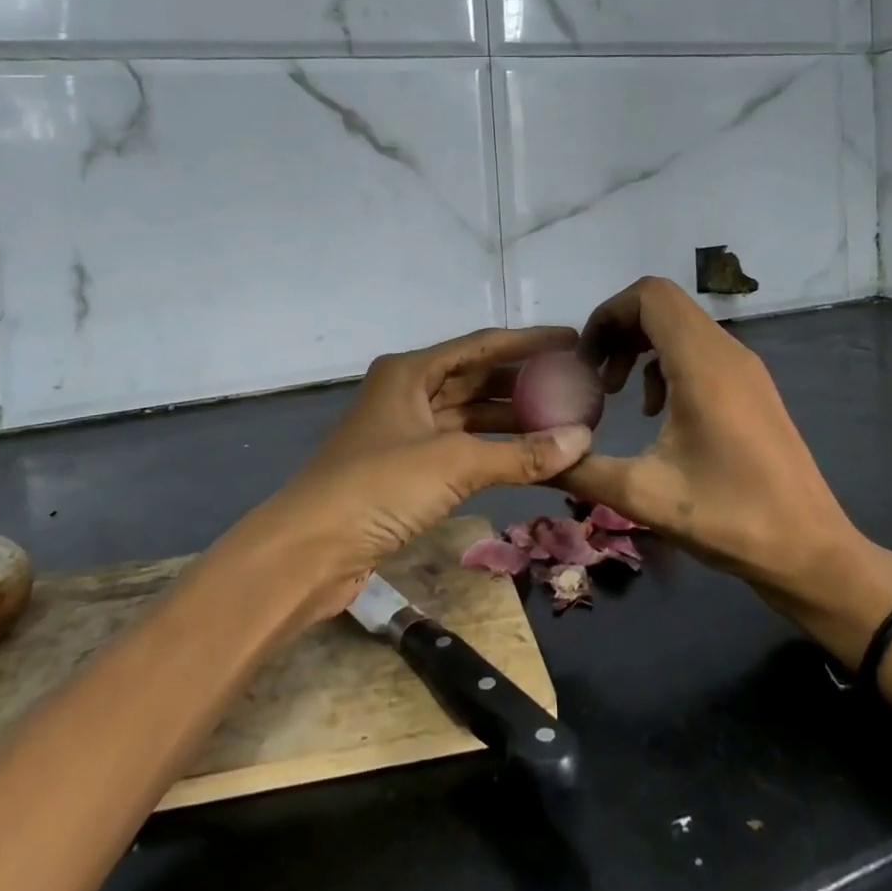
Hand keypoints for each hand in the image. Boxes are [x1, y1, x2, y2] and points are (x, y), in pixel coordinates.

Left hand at [236, 326, 594, 624]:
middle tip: (576, 383)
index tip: (573, 341)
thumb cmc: (378, 486)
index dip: (529, 342)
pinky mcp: (407, 469)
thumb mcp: (453, 463)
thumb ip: (520, 453)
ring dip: (512, 419)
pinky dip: (494, 450)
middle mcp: (408, 392)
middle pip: (477, 377)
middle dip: (524, 380)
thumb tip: (583, 440)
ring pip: (470, 414)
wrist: (308, 549)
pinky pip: (462, 447)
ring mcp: (406, 431)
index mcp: (410, 371)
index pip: (482, 345)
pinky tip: (530, 456)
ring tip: (564, 419)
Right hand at [555, 278, 891, 662]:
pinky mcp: (752, 387)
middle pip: (662, 305)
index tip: (584, 358)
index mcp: (702, 365)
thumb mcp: (643, 497)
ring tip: (618, 392)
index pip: (649, 296)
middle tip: (594, 374)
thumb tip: (533, 458)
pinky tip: (657, 411)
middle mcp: (727, 352)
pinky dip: (666, 362)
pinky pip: (699, 349)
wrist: (811, 552)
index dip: (608, 314)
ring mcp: (745, 367)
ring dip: (641, 345)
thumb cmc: (730, 519)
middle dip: (618, 329)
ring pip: (681, 325)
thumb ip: (580, 470)